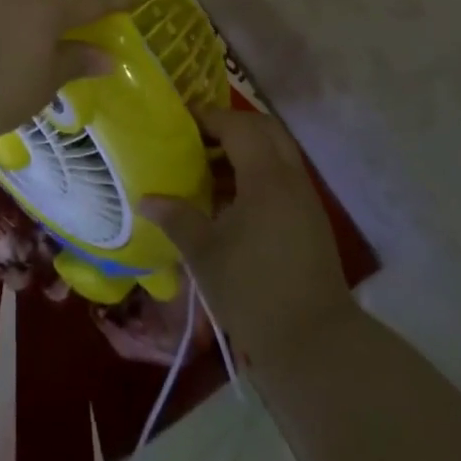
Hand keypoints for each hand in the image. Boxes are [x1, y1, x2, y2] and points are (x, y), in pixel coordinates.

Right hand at [141, 107, 359, 374]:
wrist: (314, 342)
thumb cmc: (252, 290)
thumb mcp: (204, 252)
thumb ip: (176, 217)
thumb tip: (145, 198)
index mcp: (266, 177)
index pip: (238, 126)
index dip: (208, 118)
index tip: (179, 123)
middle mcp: (291, 178)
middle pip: (264, 130)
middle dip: (231, 127)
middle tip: (197, 140)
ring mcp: (305, 199)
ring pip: (276, 154)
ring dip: (244, 152)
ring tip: (207, 171)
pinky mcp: (310, 221)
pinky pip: (282, 178)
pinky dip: (256, 175)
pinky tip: (229, 202)